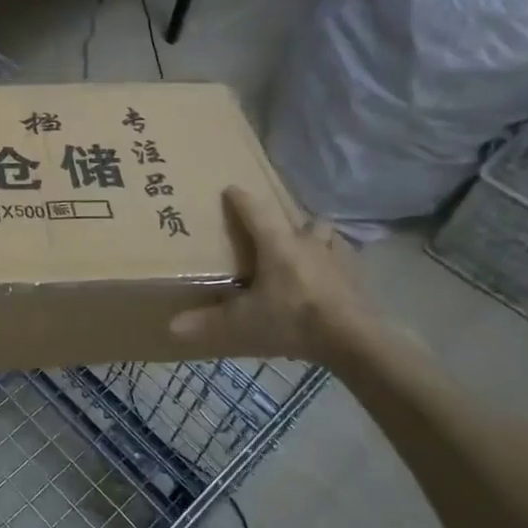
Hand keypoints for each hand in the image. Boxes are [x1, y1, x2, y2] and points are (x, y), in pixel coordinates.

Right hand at [170, 186, 372, 366]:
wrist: (353, 339)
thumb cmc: (292, 320)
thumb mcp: (243, 324)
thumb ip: (208, 322)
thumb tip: (170, 327)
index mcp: (277, 245)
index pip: (255, 212)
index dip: (241, 199)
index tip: (231, 189)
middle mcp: (307, 242)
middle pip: (298, 219)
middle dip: (286, 221)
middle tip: (274, 231)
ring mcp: (336, 258)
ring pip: (326, 234)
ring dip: (316, 236)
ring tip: (306, 249)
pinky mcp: (356, 277)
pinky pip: (344, 259)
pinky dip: (335, 262)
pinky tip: (330, 276)